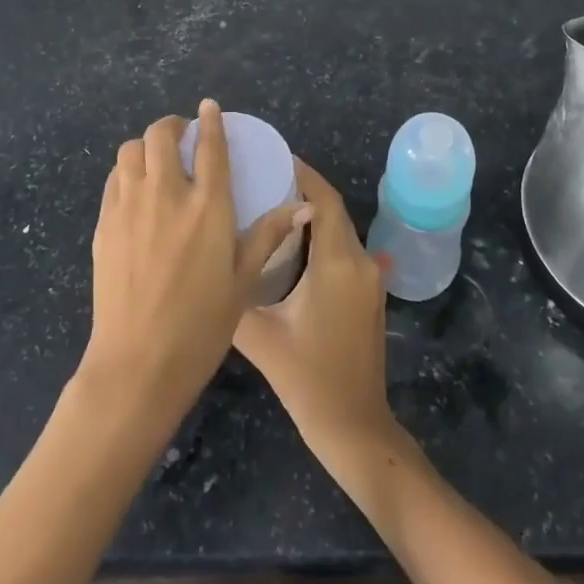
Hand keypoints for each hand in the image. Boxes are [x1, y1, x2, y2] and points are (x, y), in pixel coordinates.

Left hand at [81, 101, 306, 428]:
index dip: (210, 120)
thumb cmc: (201, 325)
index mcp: (207, 206)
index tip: (209, 106)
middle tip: (182, 136)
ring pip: (130, 150)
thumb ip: (268, 235)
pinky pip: (113, 179)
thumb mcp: (243, 281)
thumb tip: (302, 207)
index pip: (210, 145)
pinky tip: (135, 189)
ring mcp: (129, 207)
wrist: (138, 363)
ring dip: (145, 146)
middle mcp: (166, 195)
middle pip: (161, 135)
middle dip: (172, 126)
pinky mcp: (104, 224)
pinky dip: (126, 171)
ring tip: (157, 160)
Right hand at [233, 159, 399, 472]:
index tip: (273, 157)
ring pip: (340, 230)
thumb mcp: (261, 336)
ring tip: (272, 206)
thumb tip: (212, 264)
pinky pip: (345, 251)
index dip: (303, 173)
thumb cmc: (307, 379)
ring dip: (312, 215)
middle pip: (333, 211)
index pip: (323, 200)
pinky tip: (294, 246)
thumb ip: (236, 295)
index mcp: (337, 263)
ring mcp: (371, 279)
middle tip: (263, 180)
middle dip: (303, 190)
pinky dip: (322, 239)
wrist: (354, 426)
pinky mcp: (370, 295)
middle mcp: (360, 261)